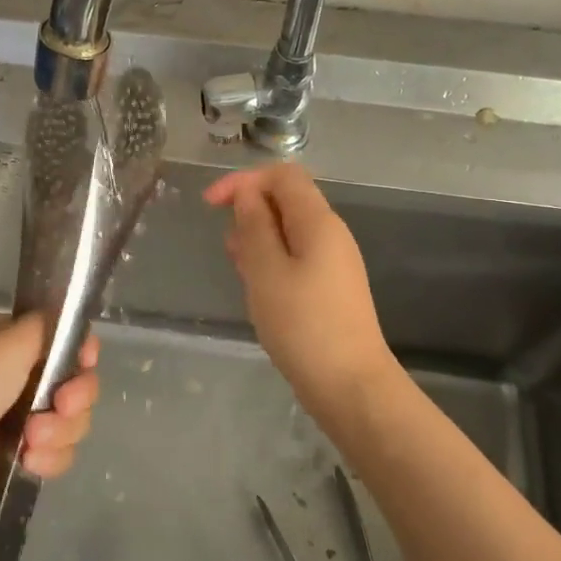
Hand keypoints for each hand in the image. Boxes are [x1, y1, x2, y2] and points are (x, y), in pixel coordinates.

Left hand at [0, 314, 99, 524]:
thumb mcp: (6, 340)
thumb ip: (45, 325)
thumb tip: (64, 319)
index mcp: (8, 343)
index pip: (62, 340)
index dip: (81, 352)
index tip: (85, 361)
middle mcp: (15, 377)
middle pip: (75, 382)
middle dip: (76, 396)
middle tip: (62, 405)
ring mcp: (17, 419)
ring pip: (71, 421)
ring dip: (61, 430)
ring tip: (32, 440)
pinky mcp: (17, 457)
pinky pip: (57, 453)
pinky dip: (50, 457)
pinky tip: (28, 461)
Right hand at [204, 164, 395, 409]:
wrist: (350, 385)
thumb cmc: (302, 324)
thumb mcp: (266, 271)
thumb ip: (254, 226)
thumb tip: (246, 194)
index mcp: (318, 222)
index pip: (282, 175)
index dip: (244, 180)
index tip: (210, 205)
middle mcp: (331, 234)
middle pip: (287, 200)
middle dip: (249, 211)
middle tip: (227, 247)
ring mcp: (333, 263)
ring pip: (289, 231)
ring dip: (258, 239)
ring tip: (238, 268)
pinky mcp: (330, 288)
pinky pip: (296, 258)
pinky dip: (271, 261)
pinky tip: (257, 288)